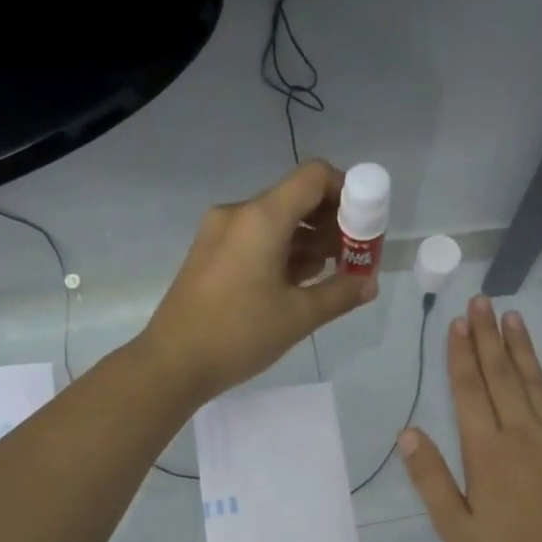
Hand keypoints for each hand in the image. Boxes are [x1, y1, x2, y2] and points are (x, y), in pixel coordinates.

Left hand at [143, 161, 377, 401]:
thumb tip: (370, 283)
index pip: (314, 177)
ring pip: (277, 221)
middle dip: (332, 223)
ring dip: (309, 241)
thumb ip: (341, 294)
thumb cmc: (238, 335)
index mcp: (261, 218)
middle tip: (355, 257)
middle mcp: (239, 214)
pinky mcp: (210, 255)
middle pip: (296, 198)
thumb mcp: (298, 317)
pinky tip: (299, 283)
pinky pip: (256, 239)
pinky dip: (283, 252)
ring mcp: (220, 234)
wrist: (172, 364)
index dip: (347, 191)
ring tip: (332, 275)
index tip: (365, 226)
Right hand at [399, 296, 541, 541]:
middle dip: (488, 337)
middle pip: (503, 376)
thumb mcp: (457, 528)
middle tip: (482, 302)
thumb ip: (431, 479)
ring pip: (539, 383)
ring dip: (525, 349)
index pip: (469, 391)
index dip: (460, 355)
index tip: (456, 323)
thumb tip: (407, 434)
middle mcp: (523, 433)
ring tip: (513, 318)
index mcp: (487, 451)